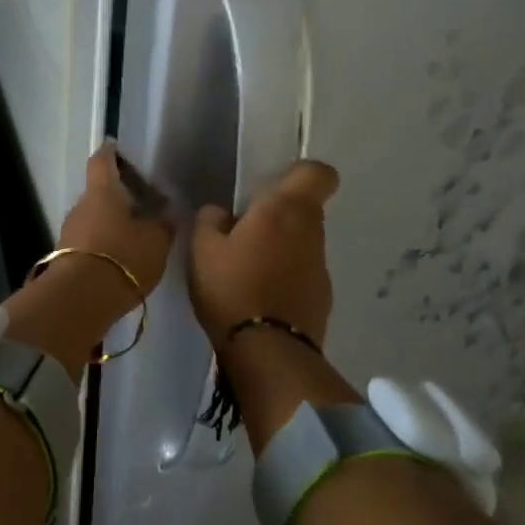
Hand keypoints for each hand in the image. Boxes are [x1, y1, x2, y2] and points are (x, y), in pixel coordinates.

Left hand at [54, 141, 174, 297]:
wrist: (81, 299)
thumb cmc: (123, 258)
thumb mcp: (156, 241)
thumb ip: (163, 225)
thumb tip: (166, 213)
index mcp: (103, 192)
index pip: (102, 161)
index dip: (110, 152)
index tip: (117, 147)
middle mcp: (81, 206)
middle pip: (99, 193)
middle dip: (118, 196)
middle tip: (142, 203)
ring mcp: (69, 232)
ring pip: (93, 219)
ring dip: (111, 223)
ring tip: (136, 234)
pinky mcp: (65, 257)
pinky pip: (88, 242)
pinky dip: (104, 244)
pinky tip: (121, 257)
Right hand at [188, 160, 339, 345]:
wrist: (268, 351)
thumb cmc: (232, 288)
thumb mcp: (202, 249)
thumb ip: (210, 220)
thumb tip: (220, 212)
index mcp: (285, 209)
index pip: (318, 173)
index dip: (299, 174)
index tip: (272, 187)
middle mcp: (311, 231)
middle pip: (305, 208)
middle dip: (279, 214)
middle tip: (243, 232)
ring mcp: (320, 266)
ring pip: (303, 242)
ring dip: (281, 247)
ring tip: (247, 269)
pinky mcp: (323, 296)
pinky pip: (302, 272)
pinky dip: (286, 276)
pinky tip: (260, 296)